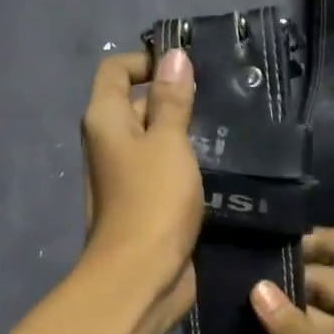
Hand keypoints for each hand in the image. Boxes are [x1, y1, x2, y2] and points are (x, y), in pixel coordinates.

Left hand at [79, 48, 200, 326]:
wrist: (142, 276)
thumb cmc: (152, 201)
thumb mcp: (168, 142)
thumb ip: (172, 100)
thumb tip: (174, 56)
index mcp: (105, 120)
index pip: (116, 70)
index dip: (148, 61)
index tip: (189, 67)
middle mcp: (109, 143)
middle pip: (137, 103)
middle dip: (174, 96)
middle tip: (220, 95)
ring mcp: (126, 175)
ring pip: (155, 139)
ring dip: (184, 132)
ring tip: (228, 125)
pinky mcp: (146, 202)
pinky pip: (165, 169)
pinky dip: (186, 163)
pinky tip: (221, 162)